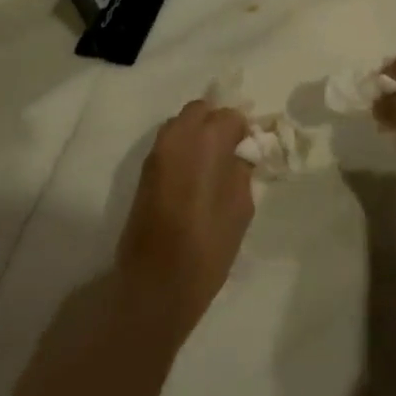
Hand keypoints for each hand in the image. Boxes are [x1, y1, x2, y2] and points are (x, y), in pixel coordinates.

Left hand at [115, 100, 254, 338]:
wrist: (154, 284)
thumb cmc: (207, 247)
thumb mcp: (240, 208)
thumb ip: (242, 171)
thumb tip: (241, 154)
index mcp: (206, 140)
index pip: (230, 115)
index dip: (243, 130)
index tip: (250, 151)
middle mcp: (177, 137)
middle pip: (200, 110)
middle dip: (217, 123)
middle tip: (231, 152)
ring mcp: (156, 153)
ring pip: (180, 124)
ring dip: (197, 133)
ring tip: (213, 165)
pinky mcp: (144, 172)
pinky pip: (169, 145)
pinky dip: (183, 149)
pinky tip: (195, 177)